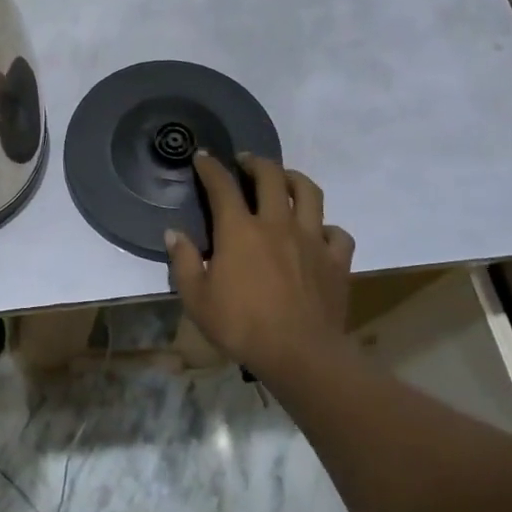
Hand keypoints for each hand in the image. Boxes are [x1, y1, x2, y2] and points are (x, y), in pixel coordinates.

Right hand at [165, 152, 356, 384]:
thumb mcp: (196, 298)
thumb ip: (184, 261)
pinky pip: (337, 233)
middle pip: (271, 176)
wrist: (300, 354)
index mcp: (239, 231)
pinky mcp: (336, 261)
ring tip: (284, 179)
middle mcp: (276, 224)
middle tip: (245, 162)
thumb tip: (174, 233)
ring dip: (294, 179)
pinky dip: (327, 227)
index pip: (221, 185)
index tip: (203, 157)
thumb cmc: (241, 325)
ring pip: (309, 193)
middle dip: (256, 162)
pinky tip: (318, 233)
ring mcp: (311, 240)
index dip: (210, 167)